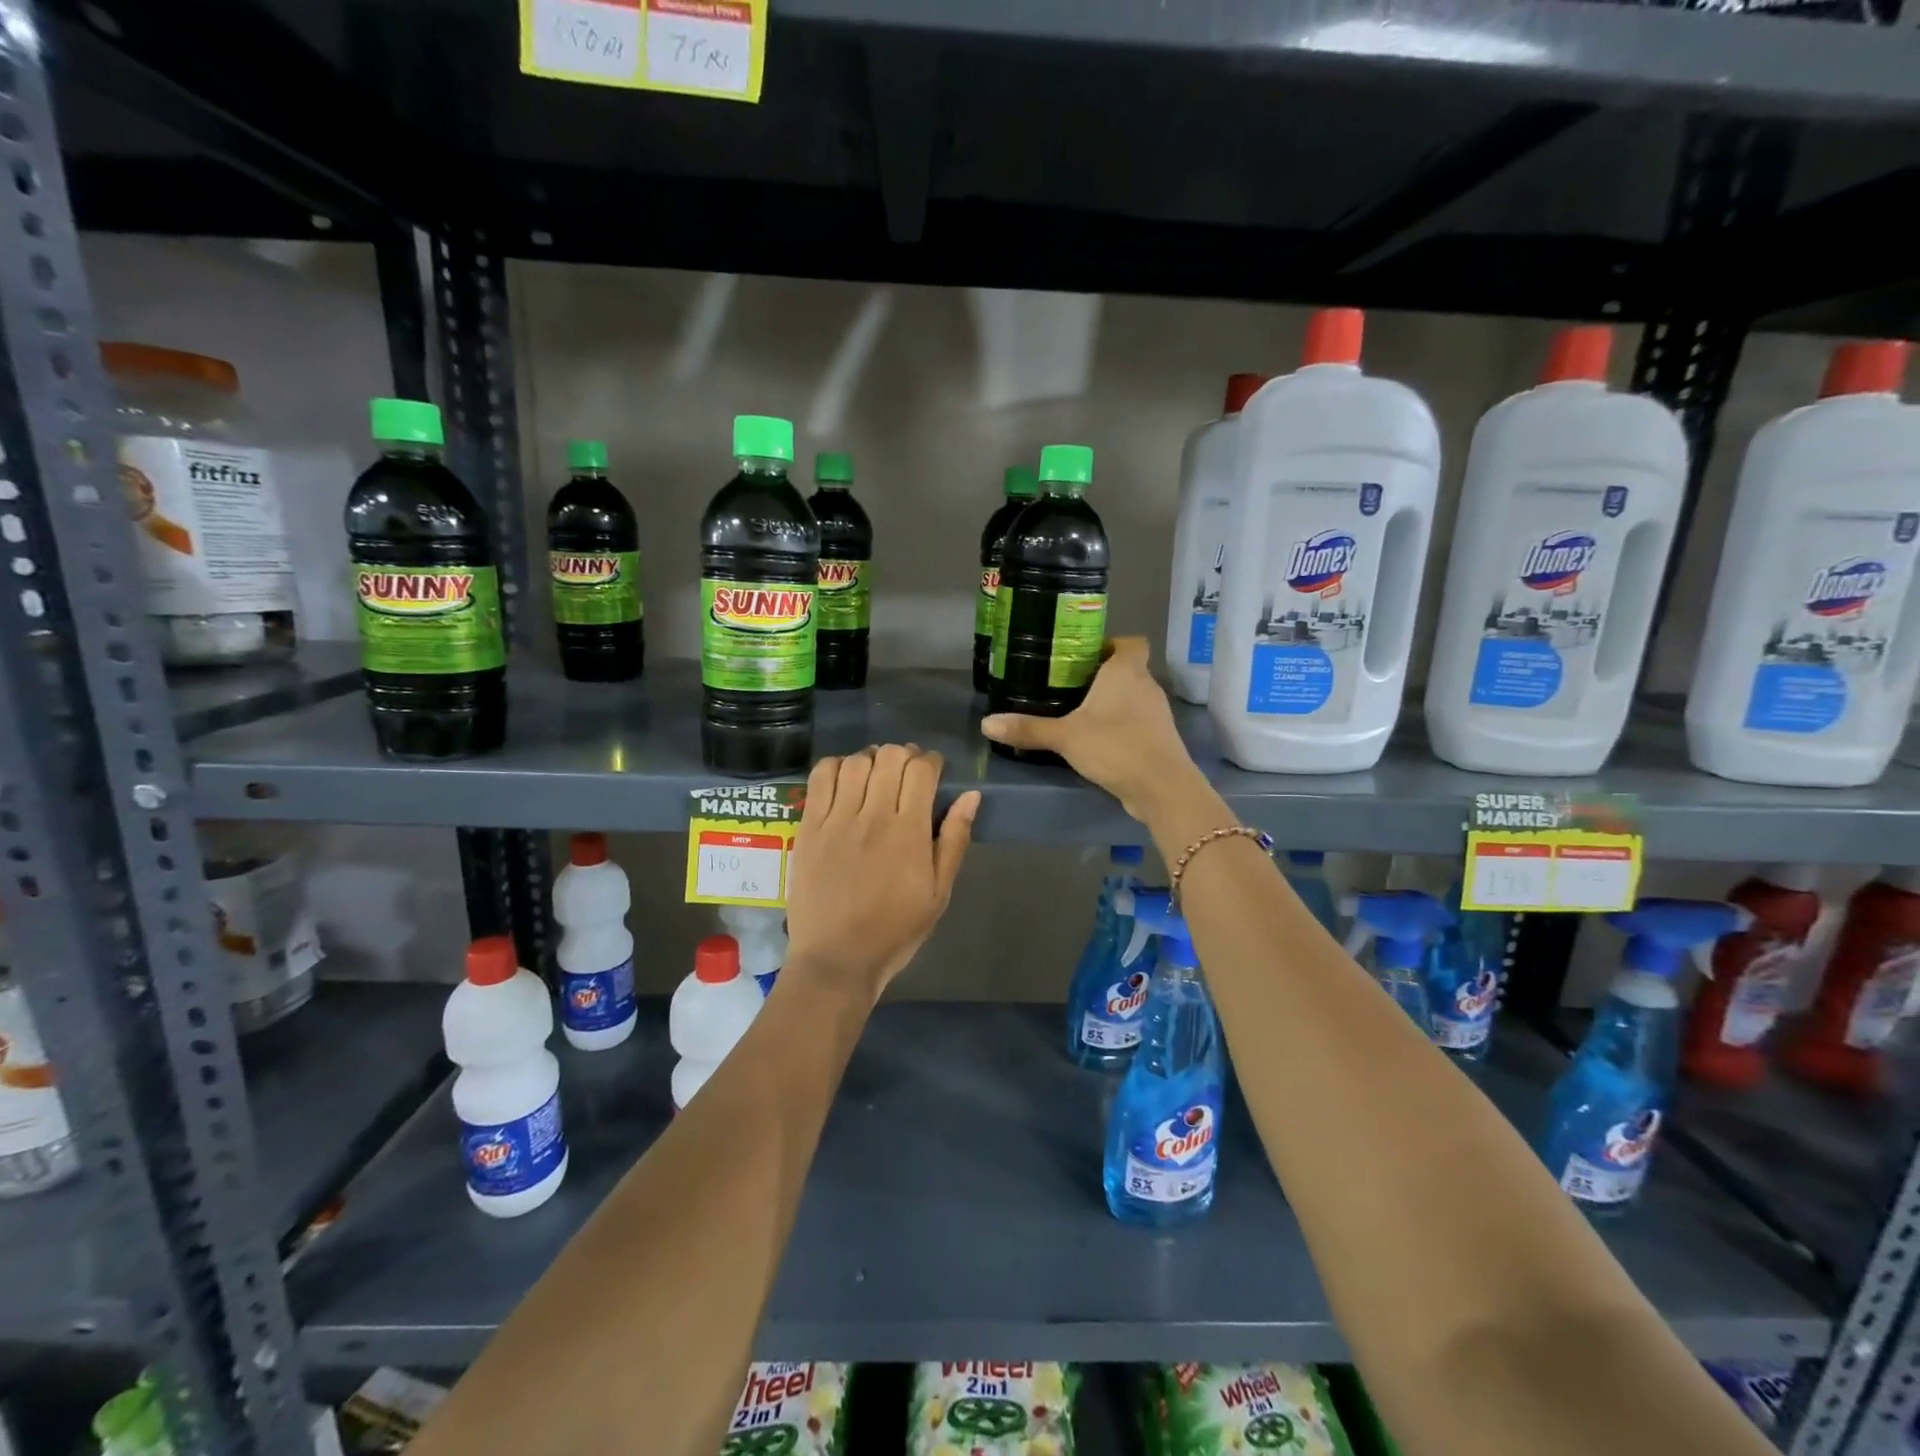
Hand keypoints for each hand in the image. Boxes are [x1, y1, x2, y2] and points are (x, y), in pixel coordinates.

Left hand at [784, 745, 979, 1002]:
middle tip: (906, 773)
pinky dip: (836, 767)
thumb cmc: (895, 930)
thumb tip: (971, 796)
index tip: (933, 771)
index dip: (931, 761)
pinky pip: (820, 778)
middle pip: (890, 757)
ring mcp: (836, 820)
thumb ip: (955, 840)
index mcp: (909, 833)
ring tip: (875, 775)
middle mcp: (873, 817)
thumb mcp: (938, 893)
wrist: (837, 959)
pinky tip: (844, 780)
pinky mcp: (808, 827)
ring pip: (855, 762)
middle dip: (904, 756)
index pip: (921, 770)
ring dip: (871, 759)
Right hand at [980, 637, 1200, 821]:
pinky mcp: (1159, 739)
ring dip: (1112, 702)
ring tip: (1080, 713)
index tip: (1085, 656)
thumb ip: (1028, 728)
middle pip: (1128, 669)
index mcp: (1126, 671)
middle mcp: (1146, 686)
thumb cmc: (1115, 746)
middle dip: (1103, 675)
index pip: (1131, 642)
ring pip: (1133, 697)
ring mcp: (1157, 713)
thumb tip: (987, 723)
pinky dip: (1121, 726)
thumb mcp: (1065, 736)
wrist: (1161, 787)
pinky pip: (1137, 722)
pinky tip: (1098, 741)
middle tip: (1069, 685)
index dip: (1112, 644)